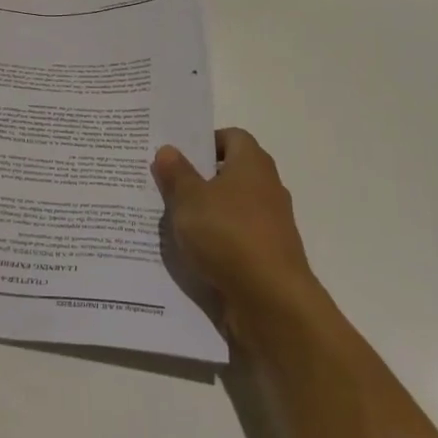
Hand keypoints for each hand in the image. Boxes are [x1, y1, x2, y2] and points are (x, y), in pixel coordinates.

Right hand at [153, 129, 319, 343]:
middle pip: (231, 172)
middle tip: (166, 184)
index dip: (206, 141)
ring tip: (172, 220)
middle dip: (200, 178)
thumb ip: (176, 173)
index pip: (232, 137)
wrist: (272, 301)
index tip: (178, 155)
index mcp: (252, 164)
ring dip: (206, 212)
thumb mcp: (189, 199)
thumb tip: (168, 150)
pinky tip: (191, 251)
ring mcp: (271, 224)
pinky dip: (216, 241)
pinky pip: (236, 238)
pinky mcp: (267, 256)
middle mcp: (267, 188)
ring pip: (232, 207)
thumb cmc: (229, 235)